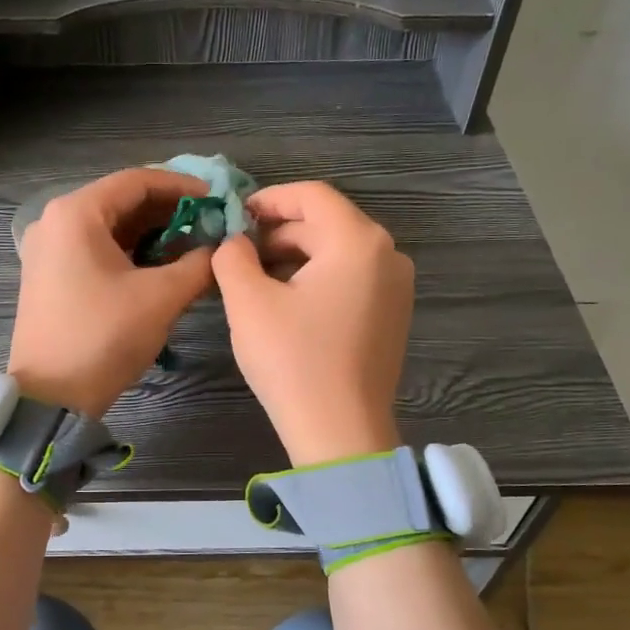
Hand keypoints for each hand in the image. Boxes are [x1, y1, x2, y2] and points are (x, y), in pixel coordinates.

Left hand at [9, 167, 214, 416]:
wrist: (51, 396)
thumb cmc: (104, 337)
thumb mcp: (161, 298)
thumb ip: (198, 264)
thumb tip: (218, 248)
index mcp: (76, 213)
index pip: (137, 181)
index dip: (183, 187)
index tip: (218, 200)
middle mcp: (55, 221)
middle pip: (121, 201)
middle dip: (169, 212)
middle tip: (210, 226)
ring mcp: (47, 250)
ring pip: (109, 227)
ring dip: (151, 234)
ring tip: (192, 247)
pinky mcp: (49, 276)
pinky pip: (95, 250)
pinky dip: (129, 253)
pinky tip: (159, 267)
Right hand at [212, 181, 413, 465]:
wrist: (341, 433)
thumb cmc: (293, 361)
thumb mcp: (248, 302)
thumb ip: (232, 256)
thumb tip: (234, 242)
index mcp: (358, 241)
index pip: (311, 195)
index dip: (268, 199)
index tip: (233, 216)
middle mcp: (388, 255)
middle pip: (326, 224)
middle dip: (277, 233)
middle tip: (236, 255)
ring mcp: (396, 288)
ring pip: (337, 253)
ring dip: (294, 258)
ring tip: (254, 281)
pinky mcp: (392, 316)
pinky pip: (350, 280)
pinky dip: (316, 280)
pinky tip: (286, 305)